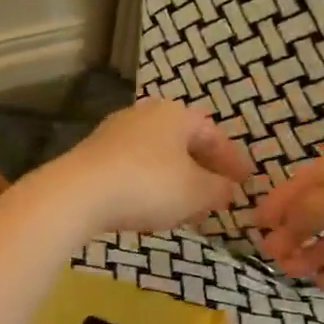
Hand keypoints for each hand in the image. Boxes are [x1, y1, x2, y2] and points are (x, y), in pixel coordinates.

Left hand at [34, 98, 253, 235]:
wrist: (78, 193)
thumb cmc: (148, 185)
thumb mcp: (196, 192)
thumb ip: (219, 189)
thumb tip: (228, 189)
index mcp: (175, 114)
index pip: (213, 134)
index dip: (232, 160)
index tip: (245, 183)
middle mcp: (145, 115)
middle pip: (184, 143)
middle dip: (203, 170)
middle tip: (217, 196)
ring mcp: (115, 133)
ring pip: (158, 156)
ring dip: (177, 180)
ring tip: (187, 208)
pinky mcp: (94, 156)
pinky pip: (134, 169)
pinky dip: (151, 186)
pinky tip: (152, 209)